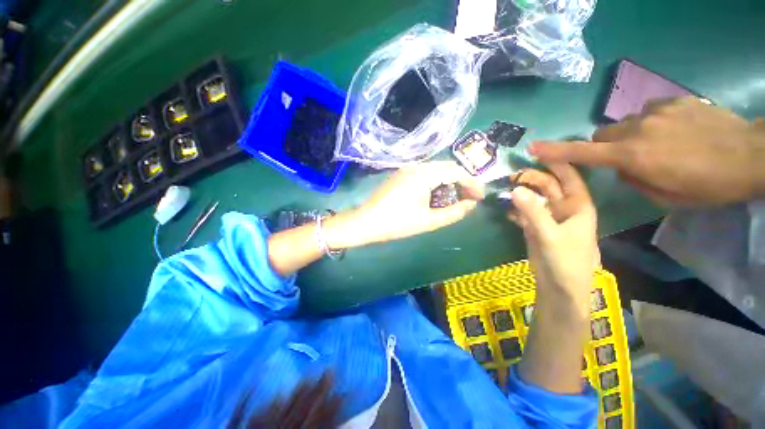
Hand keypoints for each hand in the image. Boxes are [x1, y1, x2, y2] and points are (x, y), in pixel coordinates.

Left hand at [326, 162, 483, 248]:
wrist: (366, 222)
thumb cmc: (397, 223)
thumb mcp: (429, 221)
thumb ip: (454, 212)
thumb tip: (471, 204)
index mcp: (424, 174)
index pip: (456, 172)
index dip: (472, 183)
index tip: (480, 197)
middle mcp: (416, 166)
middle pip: (447, 168)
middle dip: (462, 181)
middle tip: (470, 198)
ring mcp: (406, 168)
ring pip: (436, 169)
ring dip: (449, 181)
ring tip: (456, 197)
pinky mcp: (401, 174)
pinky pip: (424, 173)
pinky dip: (436, 181)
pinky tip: (437, 195)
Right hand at [509, 164, 597, 312]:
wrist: (559, 288)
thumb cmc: (565, 262)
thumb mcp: (549, 235)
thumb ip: (532, 212)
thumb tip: (514, 189)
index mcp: (578, 206)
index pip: (569, 176)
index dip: (556, 161)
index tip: (536, 150)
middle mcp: (564, 209)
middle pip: (548, 185)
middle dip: (531, 178)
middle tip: (510, 175)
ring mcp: (549, 218)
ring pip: (534, 198)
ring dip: (520, 192)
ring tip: (504, 188)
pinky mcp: (536, 227)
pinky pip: (525, 212)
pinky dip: (515, 209)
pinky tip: (505, 208)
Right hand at [530, 97, 764, 205]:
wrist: (752, 154)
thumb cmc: (709, 185)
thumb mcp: (665, 197)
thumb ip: (635, 180)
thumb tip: (623, 168)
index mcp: (633, 156)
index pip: (583, 153)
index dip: (556, 151)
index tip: (534, 147)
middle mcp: (638, 129)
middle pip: (602, 134)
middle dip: (606, 146)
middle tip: (626, 157)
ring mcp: (657, 111)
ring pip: (626, 122)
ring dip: (631, 134)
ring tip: (660, 143)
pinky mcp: (674, 100)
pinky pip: (650, 111)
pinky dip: (653, 122)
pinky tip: (677, 130)